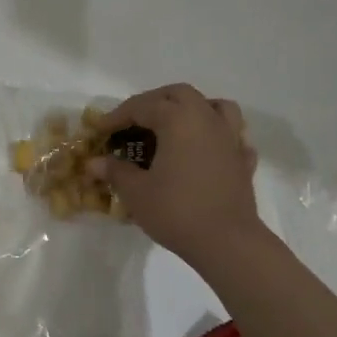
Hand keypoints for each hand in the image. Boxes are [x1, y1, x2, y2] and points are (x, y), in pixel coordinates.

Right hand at [88, 84, 261, 268]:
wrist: (226, 242)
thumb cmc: (176, 211)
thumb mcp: (136, 192)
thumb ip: (115, 172)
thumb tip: (93, 164)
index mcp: (178, 119)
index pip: (142, 106)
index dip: (117, 116)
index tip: (100, 130)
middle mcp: (206, 119)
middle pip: (179, 94)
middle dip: (153, 101)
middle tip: (133, 121)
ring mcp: (230, 138)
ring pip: (214, 106)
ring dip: (192, 108)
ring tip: (175, 124)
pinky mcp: (243, 160)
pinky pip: (232, 135)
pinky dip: (216, 136)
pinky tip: (206, 150)